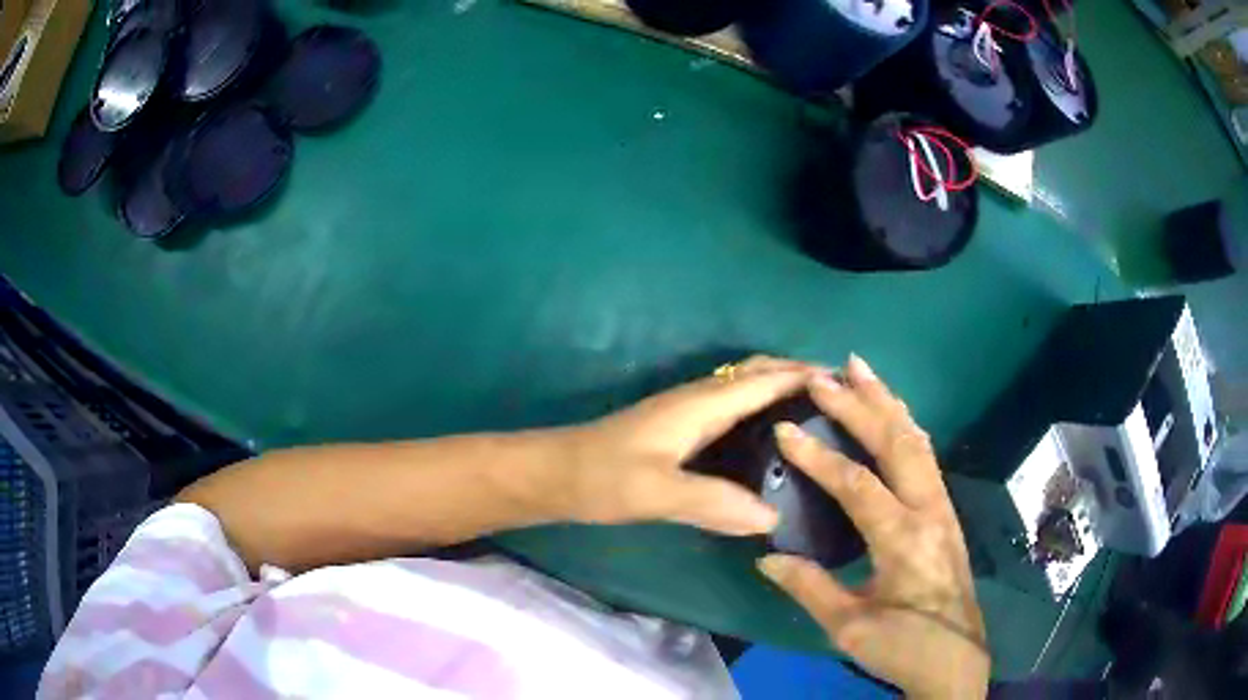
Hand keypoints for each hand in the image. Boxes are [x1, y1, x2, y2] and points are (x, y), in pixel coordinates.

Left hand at [554, 355, 818, 534]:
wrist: (554, 473)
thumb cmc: (601, 477)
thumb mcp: (656, 493)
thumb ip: (712, 504)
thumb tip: (773, 519)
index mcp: (700, 404)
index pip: (764, 380)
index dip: (804, 376)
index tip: (847, 382)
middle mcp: (698, 398)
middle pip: (757, 373)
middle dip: (797, 374)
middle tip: (839, 397)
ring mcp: (686, 411)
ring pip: (744, 387)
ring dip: (780, 388)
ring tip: (817, 413)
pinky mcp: (678, 428)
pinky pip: (732, 406)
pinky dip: (760, 407)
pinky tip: (770, 437)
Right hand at [759, 356, 988, 698]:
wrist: (955, 659)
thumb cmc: (904, 646)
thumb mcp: (850, 627)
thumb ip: (810, 588)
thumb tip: (767, 556)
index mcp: (903, 539)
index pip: (857, 484)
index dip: (819, 456)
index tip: (786, 428)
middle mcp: (928, 511)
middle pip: (895, 444)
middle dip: (860, 405)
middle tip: (826, 374)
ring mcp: (942, 507)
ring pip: (917, 441)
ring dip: (888, 403)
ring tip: (861, 371)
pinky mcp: (946, 513)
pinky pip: (926, 455)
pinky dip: (905, 425)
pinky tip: (894, 415)